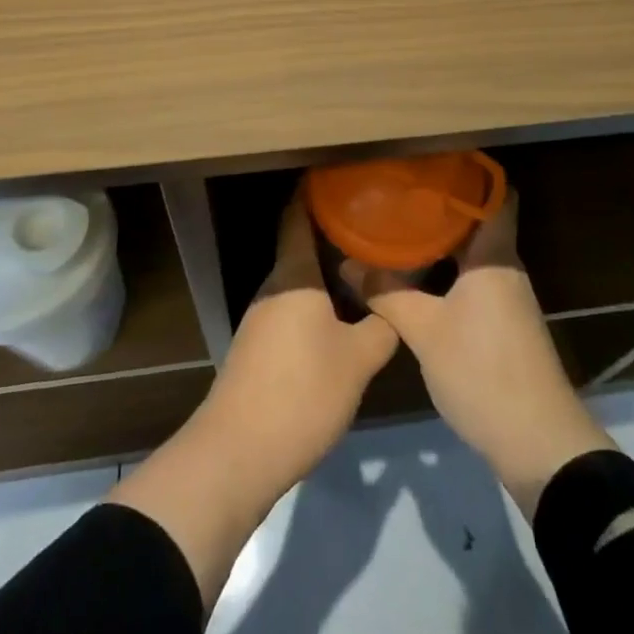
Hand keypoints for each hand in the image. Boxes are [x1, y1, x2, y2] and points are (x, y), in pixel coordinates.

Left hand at [109, 194, 395, 606]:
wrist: (237, 454)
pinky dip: (320, 301)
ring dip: (329, 272)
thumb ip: (382, 325)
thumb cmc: (301, 393)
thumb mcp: (358, 360)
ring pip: (301, 280)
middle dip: (336, 234)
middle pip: (303, 246)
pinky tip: (345, 316)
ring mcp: (262, 318)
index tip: (345, 179)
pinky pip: (295, 307)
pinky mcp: (260, 347)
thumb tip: (395, 302)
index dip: (316, 192)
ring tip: (369, 266)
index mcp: (293, 275)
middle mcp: (274, 287)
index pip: (298, 215)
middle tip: (376, 226)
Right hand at [354, 190, 614, 517]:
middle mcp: (506, 268)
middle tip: (399, 194)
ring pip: (473, 255)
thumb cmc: (482, 371)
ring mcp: (508, 298)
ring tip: (399, 229)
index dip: (470, 173)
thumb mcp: (424, 330)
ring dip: (442, 243)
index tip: (432, 161)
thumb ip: (387, 293)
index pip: (496, 196)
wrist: (537, 443)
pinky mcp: (504, 326)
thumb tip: (349, 264)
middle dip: (441, 208)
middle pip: (478, 223)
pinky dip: (447, 272)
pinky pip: (473, 281)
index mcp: (494, 256)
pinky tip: (416, 278)